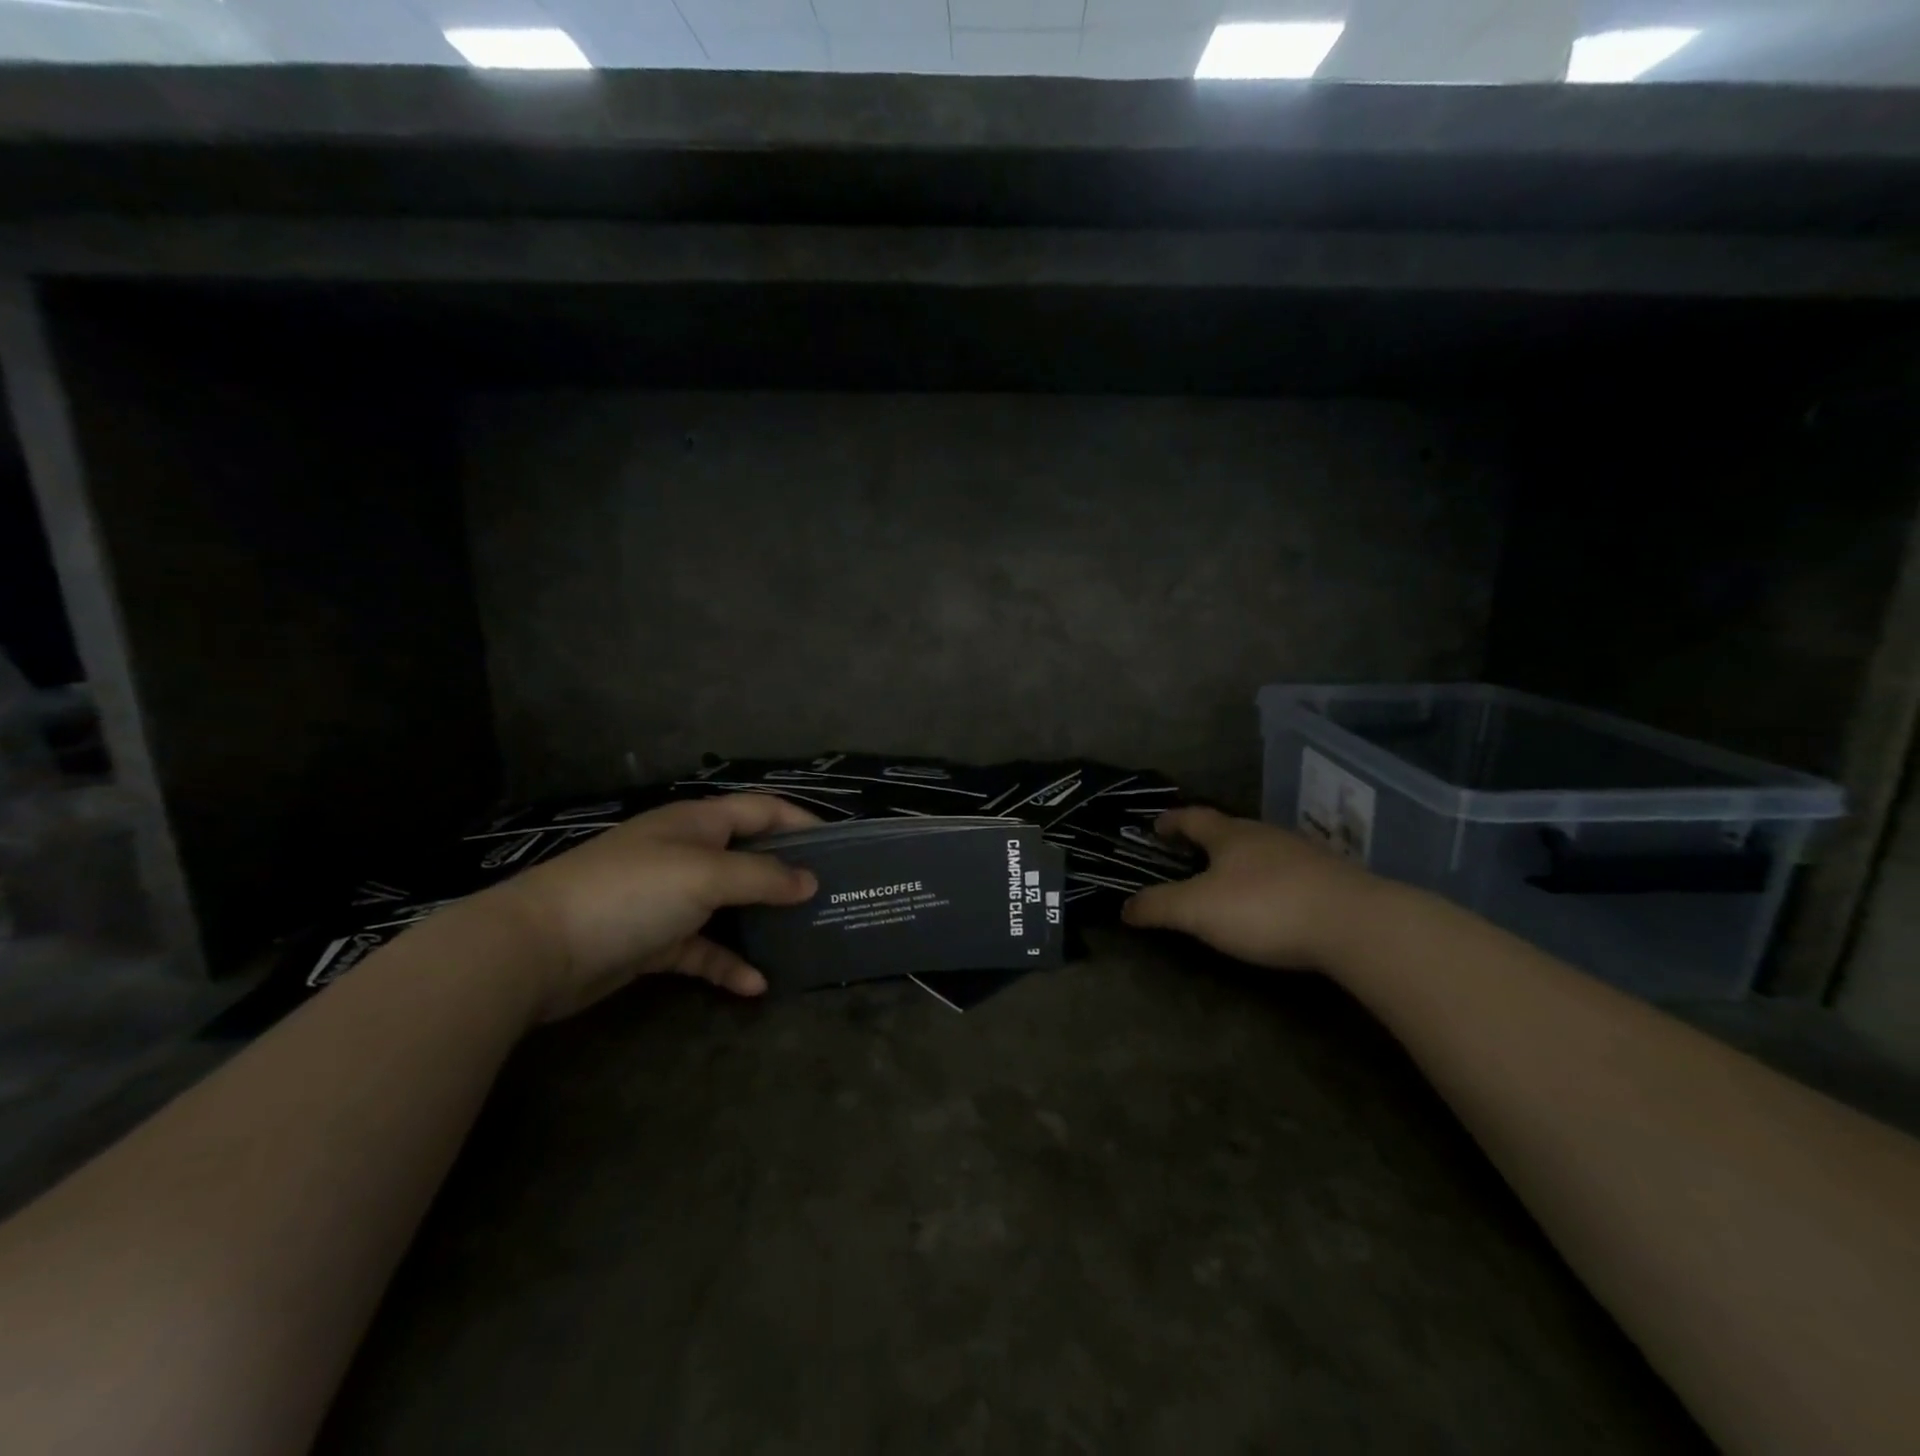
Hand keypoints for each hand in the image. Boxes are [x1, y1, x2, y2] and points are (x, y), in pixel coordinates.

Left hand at [489, 794, 820, 1021]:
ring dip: (762, 921)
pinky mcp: (654, 940)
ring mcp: (669, 898)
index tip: (841, 845)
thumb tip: (809, 881)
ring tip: (804, 937)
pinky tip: (755, 985)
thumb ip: (762, 877)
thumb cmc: (631, 892)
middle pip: (749, 857)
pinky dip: (728, 964)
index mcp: (699, 823)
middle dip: (788, 873)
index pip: (762, 810)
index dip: (802, 821)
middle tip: (830, 895)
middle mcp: (687, 853)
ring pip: (729, 905)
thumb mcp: (705, 875)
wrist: (538, 948)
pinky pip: (703, 949)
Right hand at [1121, 807, 1383, 970]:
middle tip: (1188, 854)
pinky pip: (1288, 872)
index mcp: (1229, 835)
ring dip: (1241, 859)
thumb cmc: (1264, 907)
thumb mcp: (1198, 910)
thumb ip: (1159, 906)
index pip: (1193, 818)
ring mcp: (1303, 855)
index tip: (1155, 825)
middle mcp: (1265, 835)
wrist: (1355, 924)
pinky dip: (1271, 880)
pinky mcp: (1331, 879)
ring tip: (1229, 879)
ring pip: (1262, 849)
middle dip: (1206, 840)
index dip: (1171, 821)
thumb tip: (1124, 907)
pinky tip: (1273, 900)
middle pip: (1229, 830)